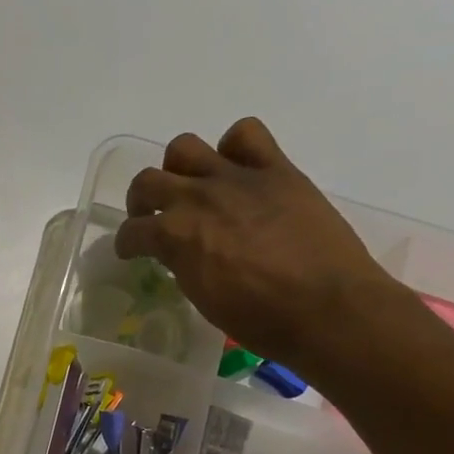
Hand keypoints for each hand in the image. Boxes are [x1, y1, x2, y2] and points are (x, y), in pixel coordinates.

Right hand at [114, 118, 421, 384]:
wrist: (325, 307)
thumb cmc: (258, 318)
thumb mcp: (202, 297)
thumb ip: (183, 264)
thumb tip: (181, 252)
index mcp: (173, 236)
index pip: (131, 232)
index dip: (128, 244)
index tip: (132, 251)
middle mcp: (196, 198)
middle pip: (147, 181)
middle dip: (142, 201)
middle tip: (153, 216)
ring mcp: (236, 178)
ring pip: (184, 148)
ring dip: (179, 168)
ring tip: (192, 188)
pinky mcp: (277, 170)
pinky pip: (246, 135)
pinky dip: (235, 147)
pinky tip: (238, 171)